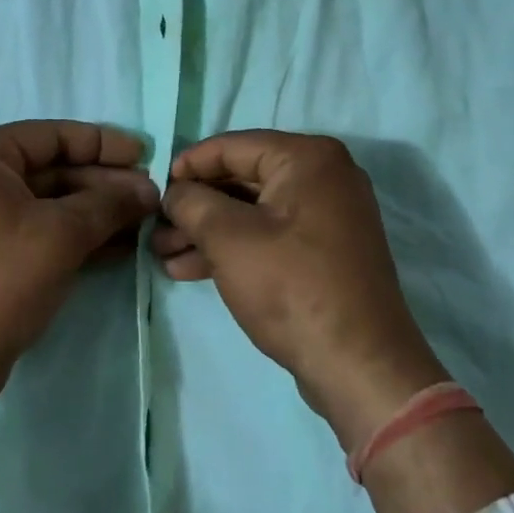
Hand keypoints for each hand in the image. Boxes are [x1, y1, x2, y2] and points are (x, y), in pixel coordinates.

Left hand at [0, 120, 159, 411]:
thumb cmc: (0, 279)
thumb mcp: (62, 234)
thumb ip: (109, 204)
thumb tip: (150, 190)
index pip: (51, 136)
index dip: (102, 144)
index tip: (145, 154)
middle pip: (51, 168)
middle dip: (103, 183)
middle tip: (149, 195)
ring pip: (48, 202)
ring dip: (95, 211)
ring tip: (143, 220)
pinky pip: (37, 230)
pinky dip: (75, 235)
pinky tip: (119, 245)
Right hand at [157, 131, 447, 451]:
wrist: (359, 366)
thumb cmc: (292, 287)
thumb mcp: (229, 239)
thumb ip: (192, 203)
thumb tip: (173, 192)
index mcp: (307, 158)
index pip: (232, 146)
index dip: (187, 165)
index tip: (154, 189)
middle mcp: (323, 177)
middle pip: (241, 178)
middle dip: (194, 205)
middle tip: (154, 227)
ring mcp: (326, 216)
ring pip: (251, 212)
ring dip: (206, 231)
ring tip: (161, 254)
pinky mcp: (322, 252)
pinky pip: (269, 236)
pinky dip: (232, 248)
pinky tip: (188, 269)